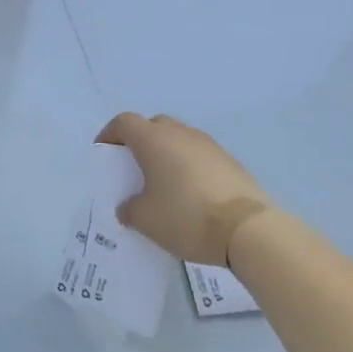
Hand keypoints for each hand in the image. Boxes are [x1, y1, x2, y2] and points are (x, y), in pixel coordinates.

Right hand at [96, 113, 272, 264]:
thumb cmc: (186, 216)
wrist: (248, 229)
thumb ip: (130, 209)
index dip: (110, 134)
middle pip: (153, 125)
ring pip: (179, 139)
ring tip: (164, 182)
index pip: (124, 122)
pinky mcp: (229, 161)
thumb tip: (129, 207)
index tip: (104, 153)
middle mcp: (180, 133)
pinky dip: (189, 166)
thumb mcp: (146, 220)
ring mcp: (208, 145)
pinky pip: (199, 155)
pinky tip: (191, 194)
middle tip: (135, 167)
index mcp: (153, 140)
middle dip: (140, 141)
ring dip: (167, 153)